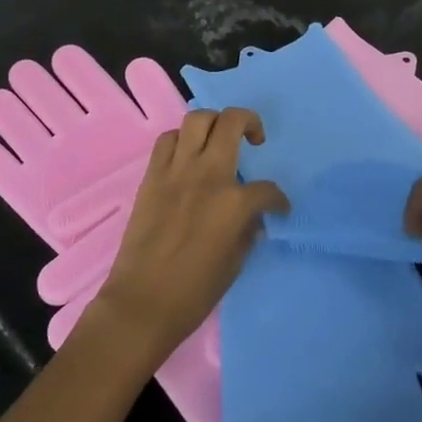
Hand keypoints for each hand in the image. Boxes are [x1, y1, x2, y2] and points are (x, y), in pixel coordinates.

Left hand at [90, 108, 286, 369]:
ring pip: (197, 119)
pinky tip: (187, 156)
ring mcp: (176, 171)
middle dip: (250, 122)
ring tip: (220, 138)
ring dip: (214, 122)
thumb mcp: (235, 264)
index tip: (278, 209)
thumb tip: (253, 218)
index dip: (278, 200)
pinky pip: (167, 140)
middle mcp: (207, 175)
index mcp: (234, 203)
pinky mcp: (152, 175)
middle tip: (255, 139)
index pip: (267, 190)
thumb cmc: (194, 292)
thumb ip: (248, 231)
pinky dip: (181, 140)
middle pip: (231, 122)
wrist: (142, 302)